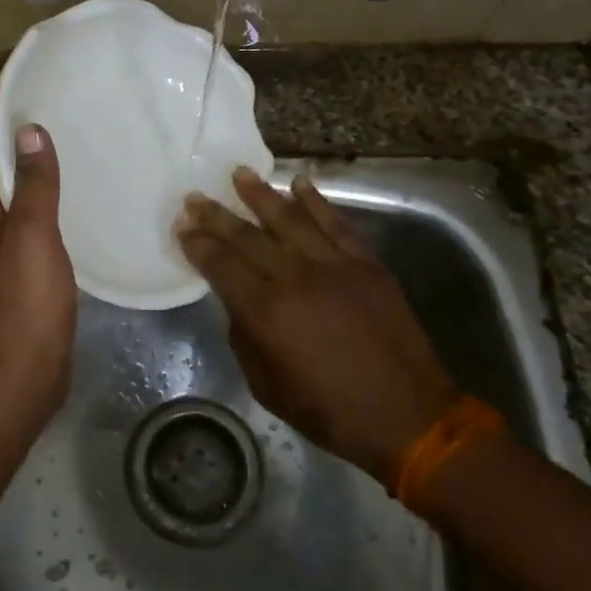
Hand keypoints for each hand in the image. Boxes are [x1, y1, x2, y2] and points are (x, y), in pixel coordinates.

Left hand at [0, 111, 75, 422]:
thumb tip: (28, 131)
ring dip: (24, 173)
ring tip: (61, 152)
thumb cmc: (24, 299)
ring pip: (5, 199)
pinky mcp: (17, 276)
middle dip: (7, 141)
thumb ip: (32, 184)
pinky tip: (68, 205)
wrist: (21, 374)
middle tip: (47, 117)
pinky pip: (24, 226)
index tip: (13, 92)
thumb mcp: (32, 233)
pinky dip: (39, 206)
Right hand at [175, 168, 456, 485]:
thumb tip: (239, 304)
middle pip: (248, 237)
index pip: (222, 265)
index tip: (182, 226)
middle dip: (217, 215)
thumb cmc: (330, 412)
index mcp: (267, 312)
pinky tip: (300, 182)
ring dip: (261, 195)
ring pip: (291, 219)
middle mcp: (297, 278)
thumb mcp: (267, 386)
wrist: (407, 416)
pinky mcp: (367, 265)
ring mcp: (336, 266)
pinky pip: (337, 224)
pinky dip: (317, 201)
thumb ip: (245, 338)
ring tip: (239, 174)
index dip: (199, 244)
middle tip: (195, 196)